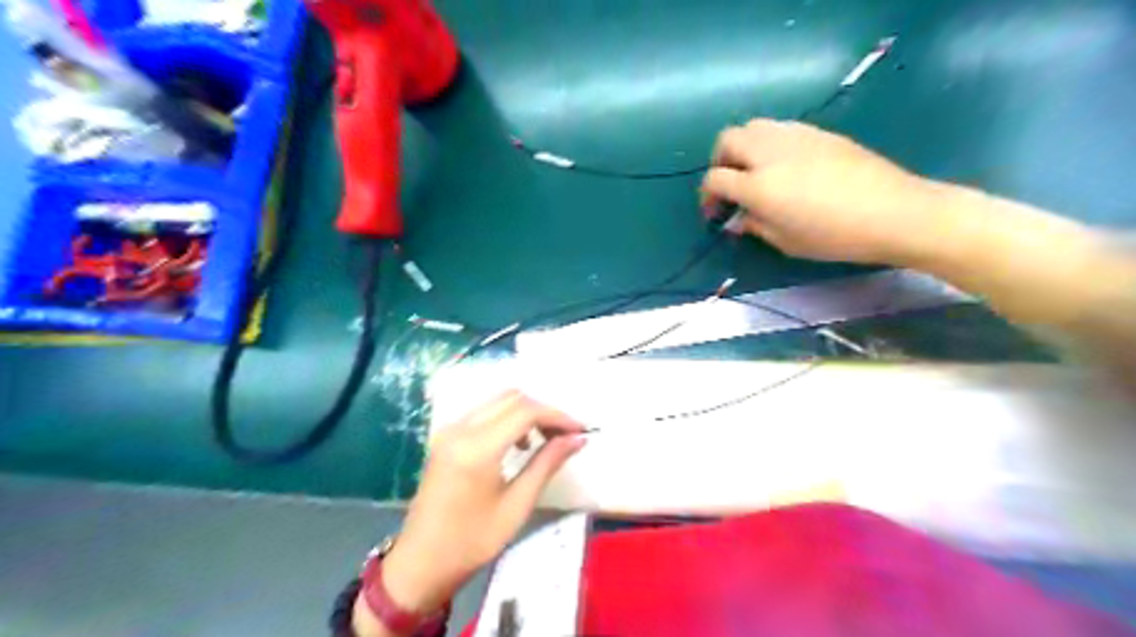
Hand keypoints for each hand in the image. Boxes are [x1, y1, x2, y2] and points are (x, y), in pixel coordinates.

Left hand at [378, 393, 585, 617]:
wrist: (421, 562)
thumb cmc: (472, 541)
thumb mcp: (517, 505)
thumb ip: (547, 464)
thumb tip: (577, 439)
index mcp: (477, 448)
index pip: (526, 411)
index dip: (557, 416)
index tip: (580, 430)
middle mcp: (461, 429)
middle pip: (512, 398)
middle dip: (543, 411)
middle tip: (565, 436)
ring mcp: (449, 430)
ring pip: (498, 401)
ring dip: (526, 412)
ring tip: (546, 440)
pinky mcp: (445, 437)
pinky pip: (484, 412)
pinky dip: (507, 418)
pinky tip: (518, 443)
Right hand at [708, 118, 947, 262]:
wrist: (892, 211)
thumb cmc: (834, 236)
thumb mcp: (786, 242)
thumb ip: (755, 226)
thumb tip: (738, 220)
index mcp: (758, 186)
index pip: (715, 179)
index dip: (708, 196)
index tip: (716, 212)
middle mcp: (769, 153)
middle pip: (727, 141)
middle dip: (719, 161)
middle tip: (729, 184)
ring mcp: (794, 136)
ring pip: (752, 126)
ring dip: (742, 147)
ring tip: (754, 170)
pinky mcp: (817, 131)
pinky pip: (779, 128)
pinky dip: (768, 142)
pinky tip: (784, 164)